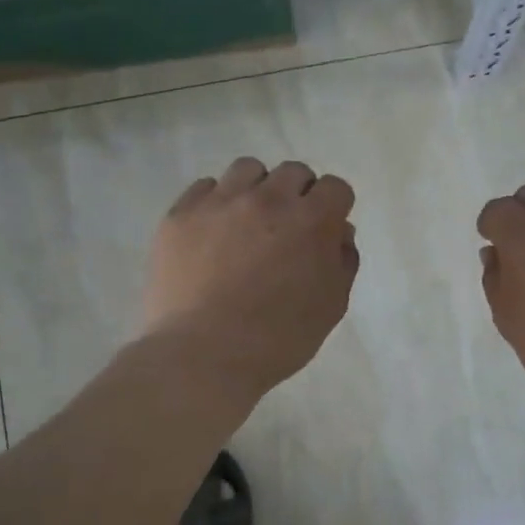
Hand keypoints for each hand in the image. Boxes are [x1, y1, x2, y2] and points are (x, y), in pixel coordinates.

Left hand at [143, 157, 358, 396]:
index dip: (333, 208)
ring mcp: (221, 202)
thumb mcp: (331, 307)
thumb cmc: (278, 339)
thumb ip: (342, 262)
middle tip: (287, 229)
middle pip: (294, 172)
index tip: (324, 230)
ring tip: (248, 222)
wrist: (203, 355)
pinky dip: (216, 202)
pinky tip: (213, 233)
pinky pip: (205, 187)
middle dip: (298, 195)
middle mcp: (268, 199)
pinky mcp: (182, 214)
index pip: (335, 188)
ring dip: (257, 189)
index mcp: (312, 221)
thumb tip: (339, 232)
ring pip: (248, 169)